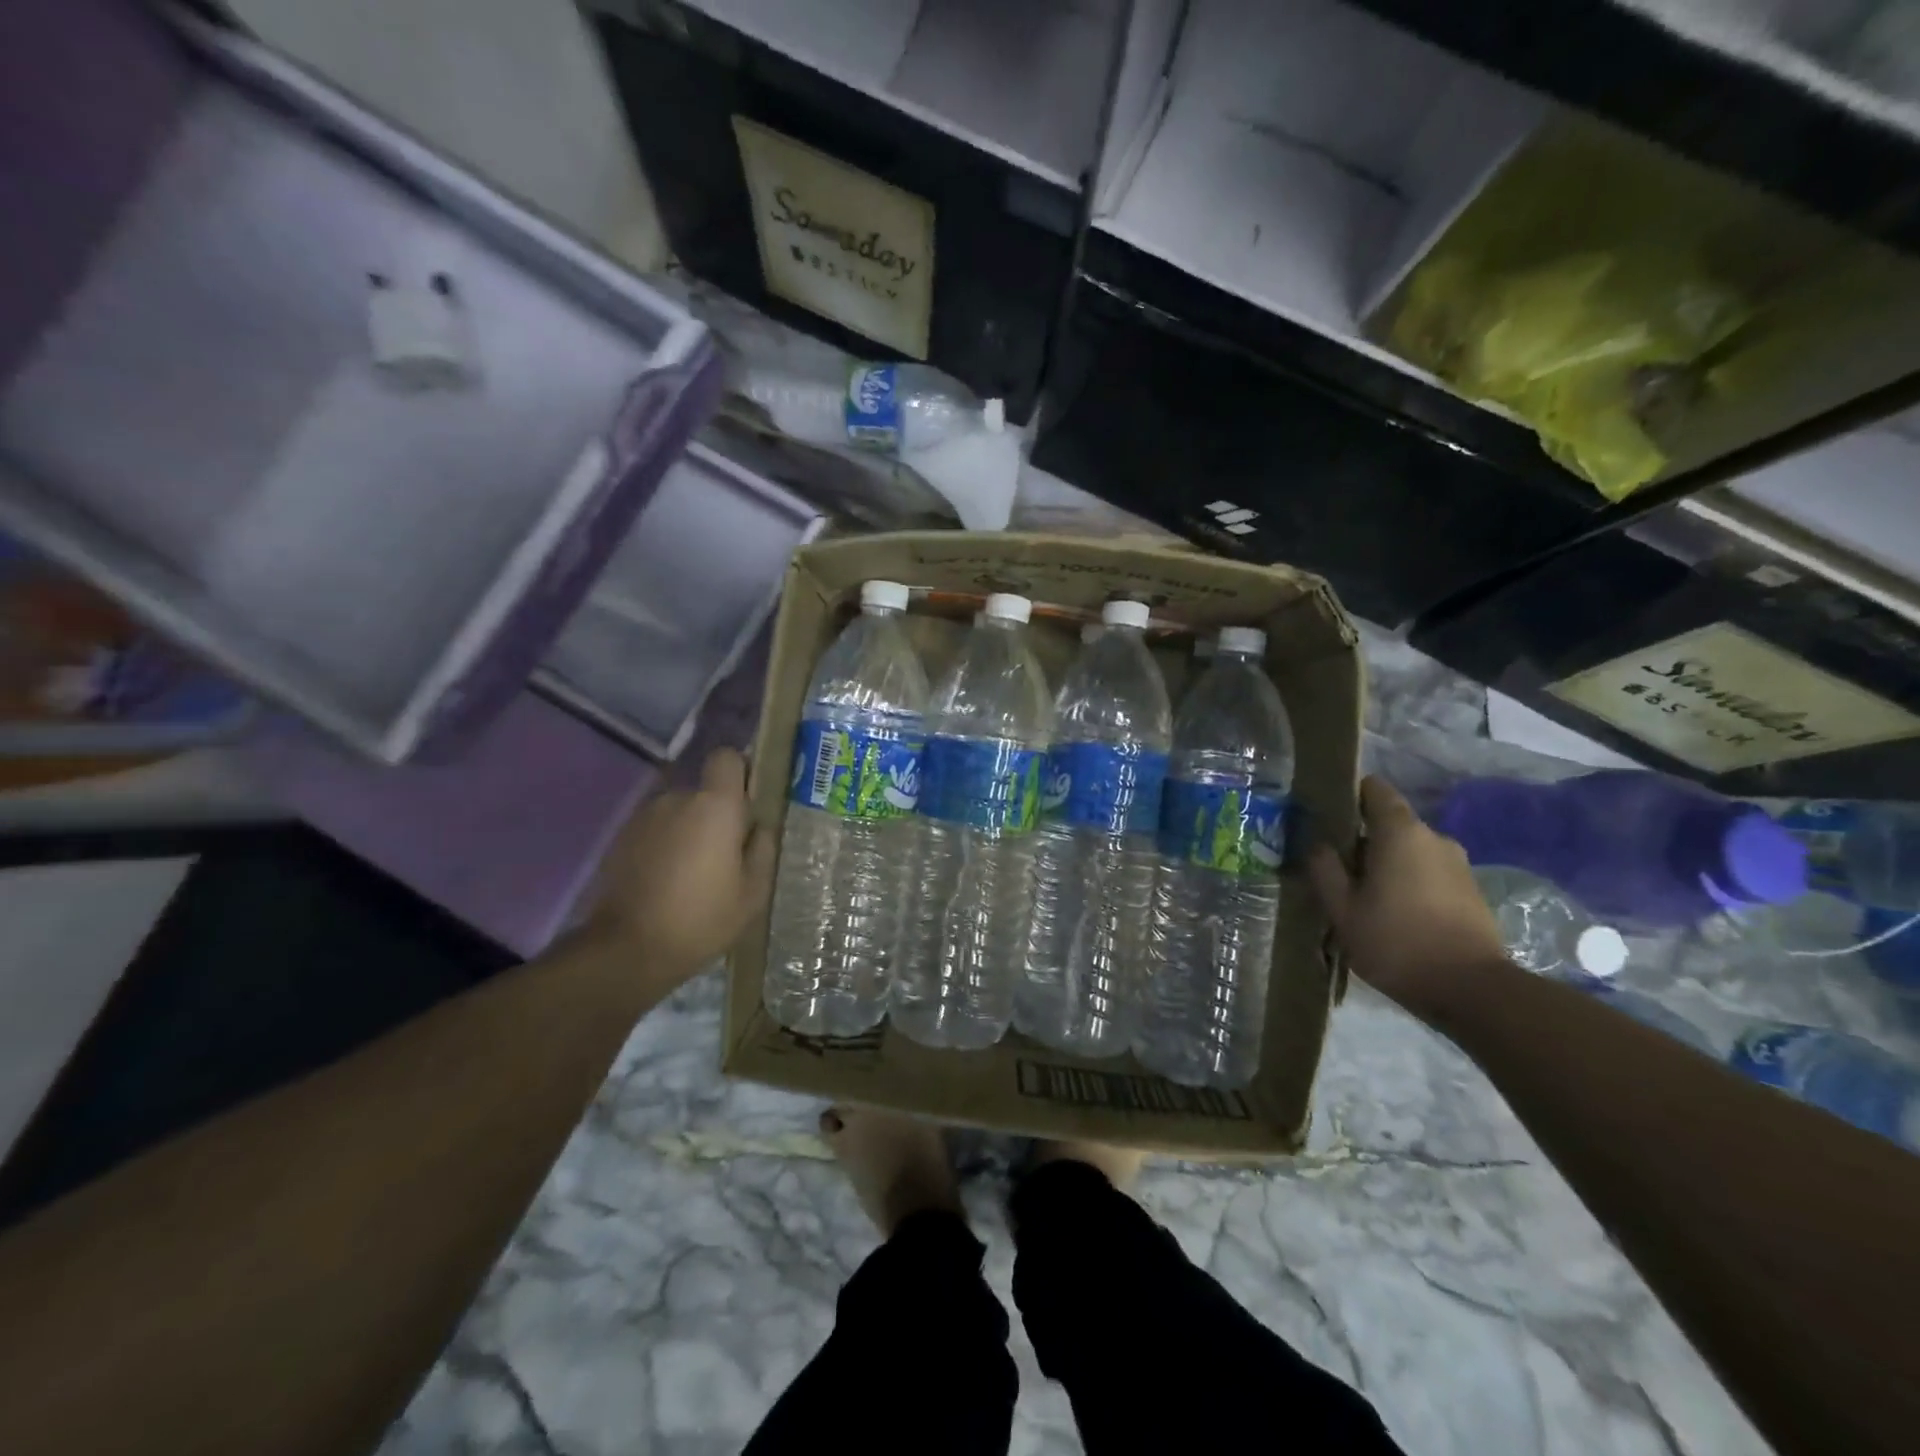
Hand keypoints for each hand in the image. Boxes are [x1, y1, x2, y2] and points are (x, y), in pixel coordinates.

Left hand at [588, 748, 775, 982]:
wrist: (628, 949)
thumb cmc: (703, 917)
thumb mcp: (753, 891)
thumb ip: (762, 847)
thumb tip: (758, 826)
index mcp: (715, 805)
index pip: (726, 757)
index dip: (739, 773)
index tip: (747, 804)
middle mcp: (677, 798)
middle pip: (704, 790)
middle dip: (716, 813)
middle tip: (725, 854)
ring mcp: (644, 816)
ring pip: (679, 811)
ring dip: (689, 830)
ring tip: (694, 873)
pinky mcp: (621, 838)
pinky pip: (656, 829)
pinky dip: (665, 845)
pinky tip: (668, 881)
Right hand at [1308, 776, 1508, 1016]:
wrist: (1473, 991)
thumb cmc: (1397, 942)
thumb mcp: (1342, 909)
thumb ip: (1324, 869)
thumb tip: (1317, 843)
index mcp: (1400, 832)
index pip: (1374, 789)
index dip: (1348, 794)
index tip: (1326, 814)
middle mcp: (1433, 837)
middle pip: (1389, 823)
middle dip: (1362, 840)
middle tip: (1335, 868)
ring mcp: (1457, 864)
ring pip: (1409, 851)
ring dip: (1385, 864)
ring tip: (1362, 897)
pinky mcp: (1470, 890)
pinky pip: (1428, 873)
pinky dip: (1408, 883)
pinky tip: (1393, 914)